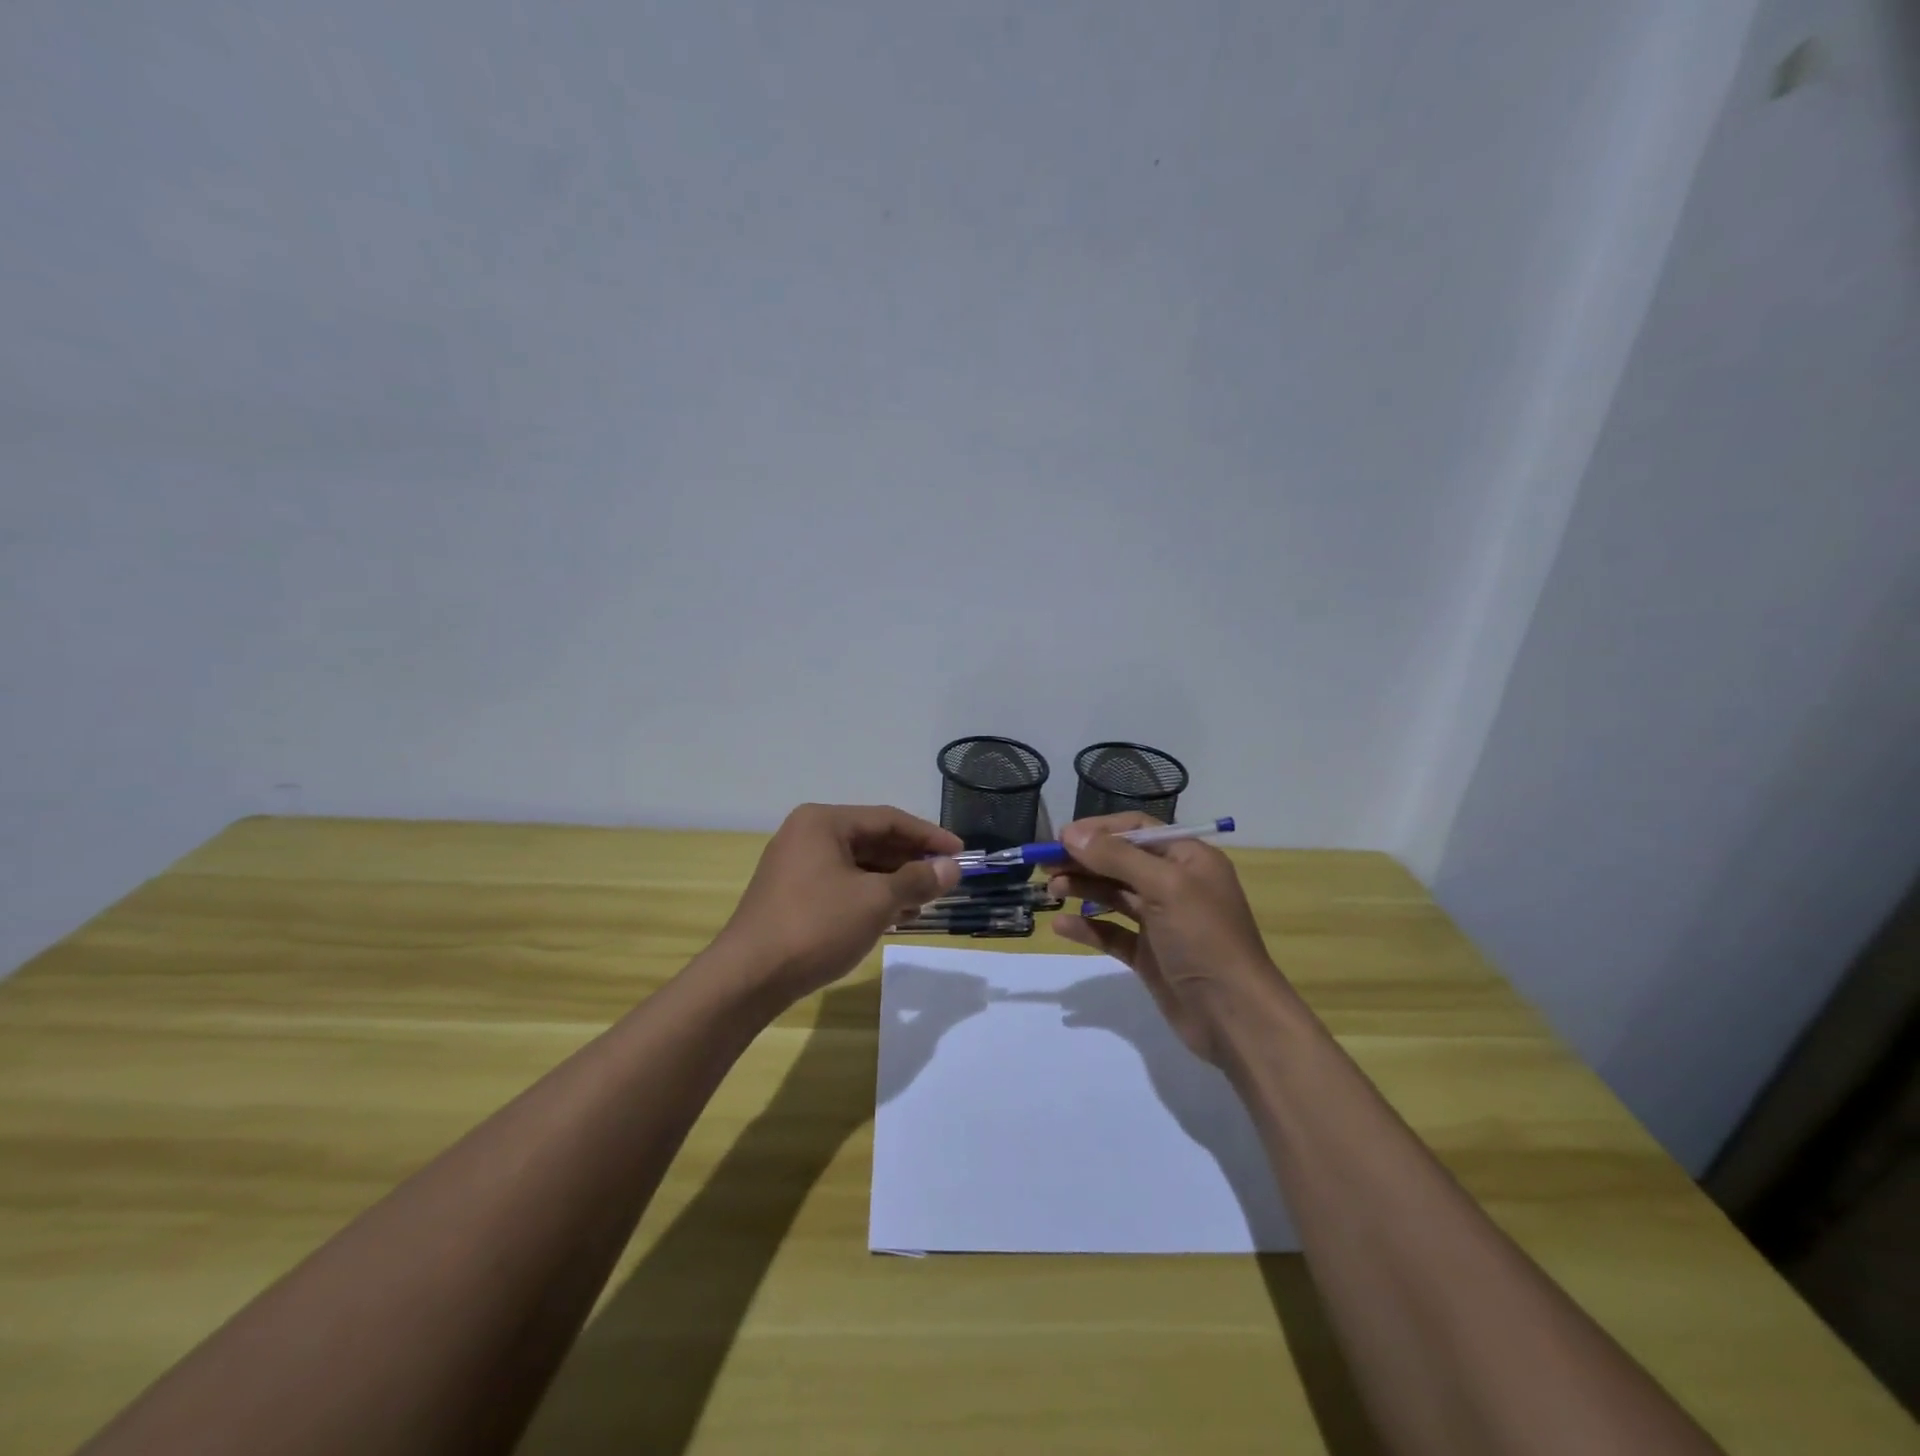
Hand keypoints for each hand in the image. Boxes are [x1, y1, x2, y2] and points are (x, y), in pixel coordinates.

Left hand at [713, 804, 961, 1005]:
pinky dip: (871, 896)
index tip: (961, 853)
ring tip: (926, 903)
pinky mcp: (793, 895)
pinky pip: (843, 885)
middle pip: (873, 840)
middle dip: (912, 861)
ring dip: (894, 881)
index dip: (929, 836)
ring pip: (859, 865)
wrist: (748, 978)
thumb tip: (952, 869)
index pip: (888, 819)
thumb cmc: (816, 926)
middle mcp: (807, 835)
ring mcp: (797, 866)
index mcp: (823, 822)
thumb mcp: (875, 901)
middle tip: (947, 880)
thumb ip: (917, 879)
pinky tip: (895, 916)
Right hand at [1046, 813, 1289, 1065]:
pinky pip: (1112, 932)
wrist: (1234, 1016)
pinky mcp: (1149, 954)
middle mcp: (1175, 884)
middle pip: (1121, 861)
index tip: (1061, 838)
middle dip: (1084, 860)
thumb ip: (1116, 857)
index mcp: (1188, 859)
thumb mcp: (1164, 887)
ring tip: (1052, 890)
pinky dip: (1088, 926)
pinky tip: (1061, 924)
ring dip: (1082, 888)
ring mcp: (1161, 921)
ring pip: (1114, 895)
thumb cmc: (1204, 938)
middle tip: (1046, 865)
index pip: (1137, 829)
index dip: (1099, 831)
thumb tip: (1071, 833)